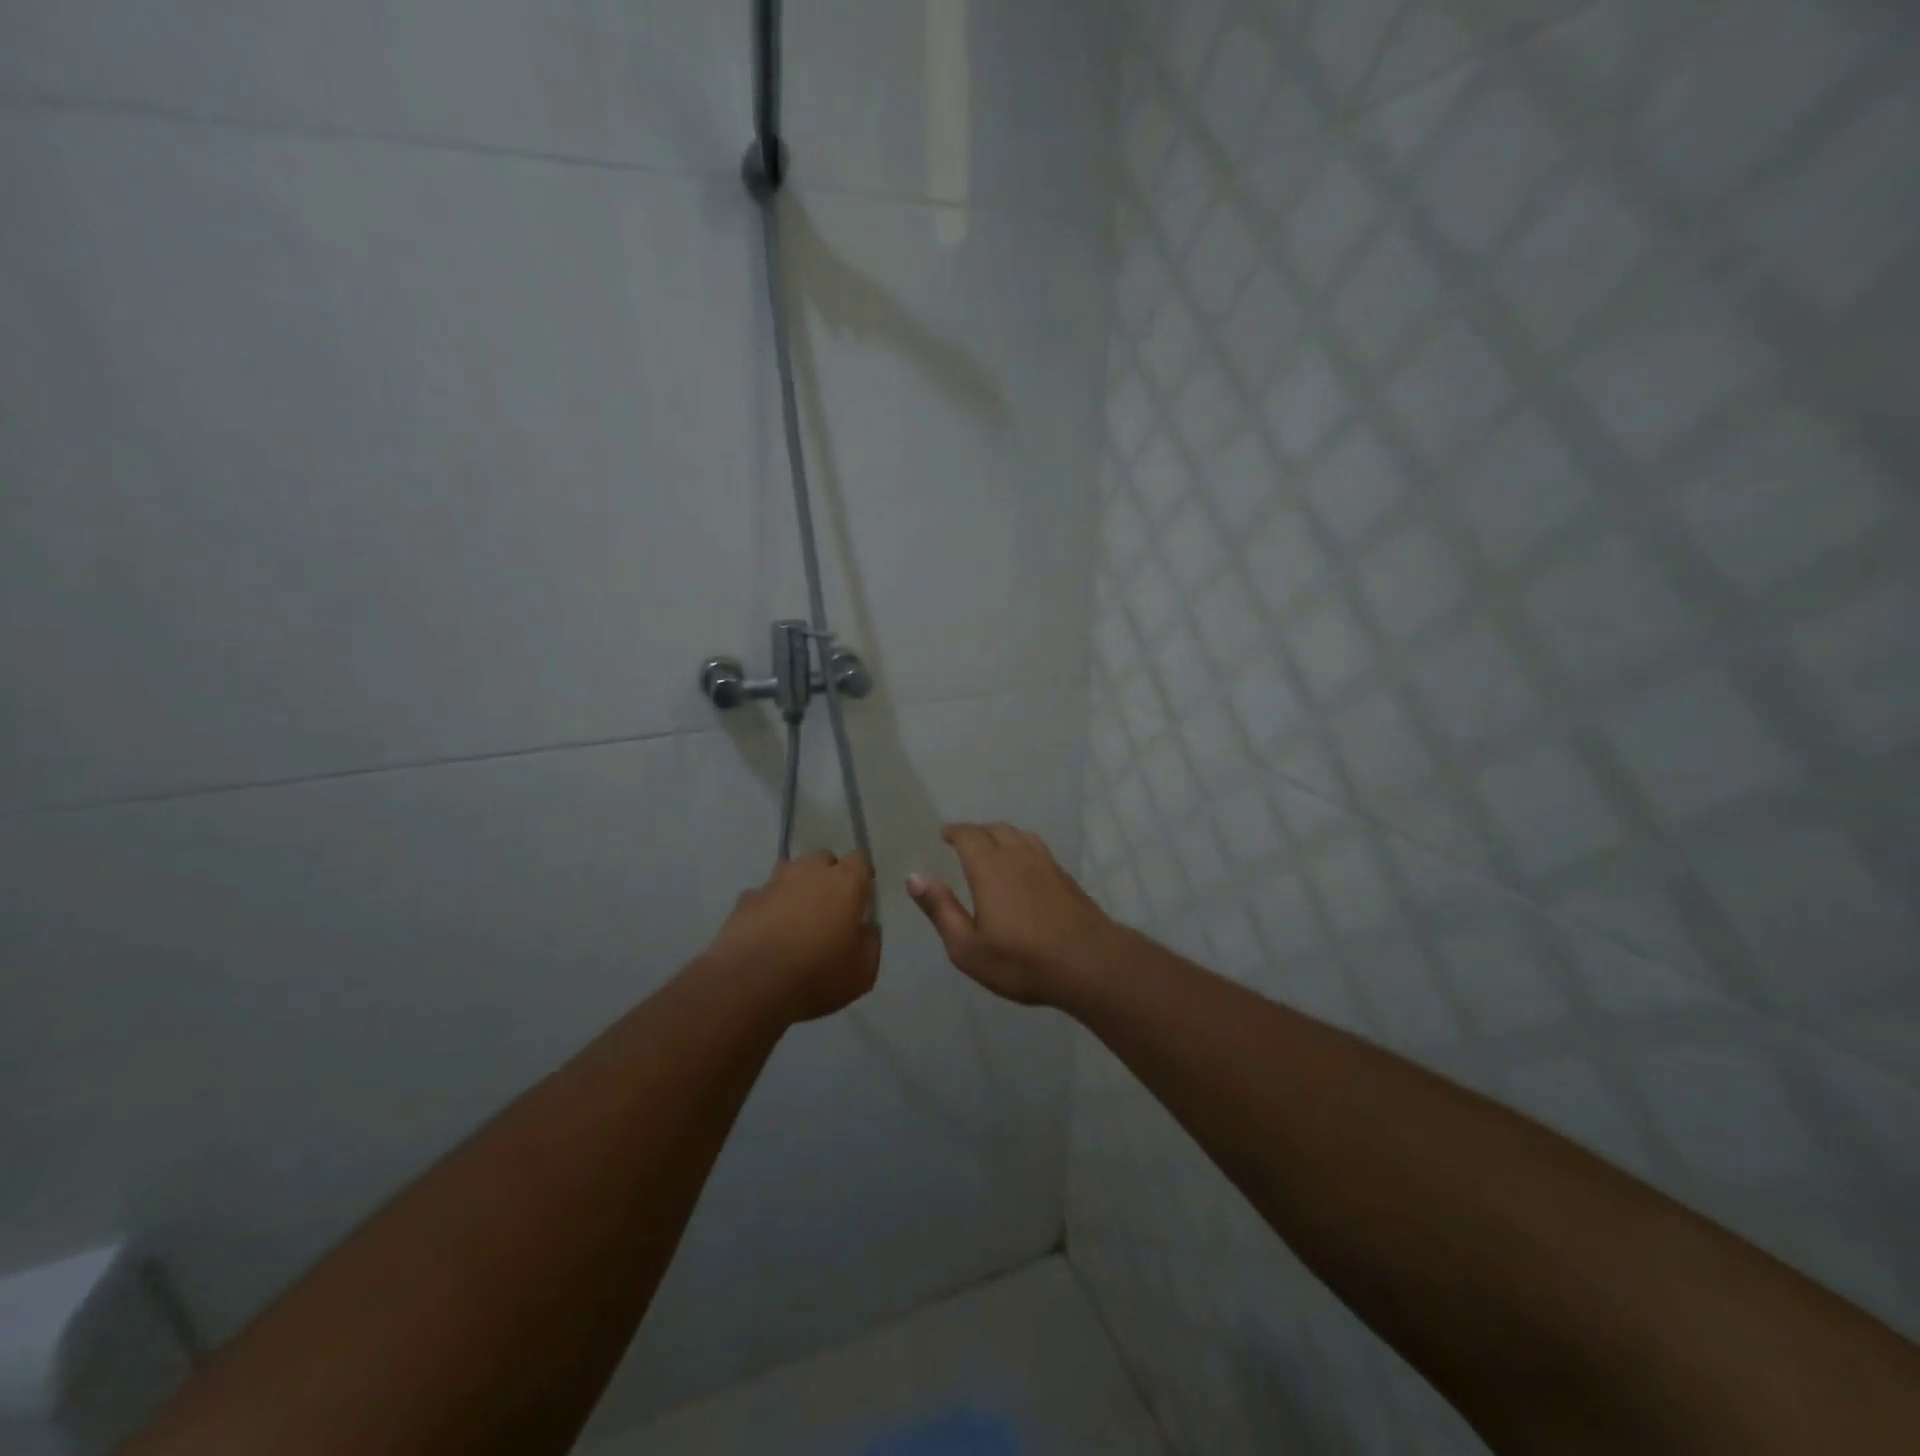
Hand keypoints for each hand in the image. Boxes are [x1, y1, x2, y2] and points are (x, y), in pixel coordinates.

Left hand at [705, 852, 880, 1022]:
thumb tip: (865, 928)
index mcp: (845, 883)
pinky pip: (762, 896)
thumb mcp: (863, 971)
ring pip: (790, 872)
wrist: (751, 983)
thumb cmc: (817, 975)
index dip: (861, 876)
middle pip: (824, 859)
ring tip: (796, 917)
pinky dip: (768, 907)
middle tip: (829, 907)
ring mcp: (773, 883)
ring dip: (796, 887)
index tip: (861, 897)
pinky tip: (766, 932)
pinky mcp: (745, 900)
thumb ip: (870, 942)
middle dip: (828, 876)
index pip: (859, 860)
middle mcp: (810, 872)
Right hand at [907, 823, 1124, 1004]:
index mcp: (990, 868)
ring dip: (1001, 835)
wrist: (1089, 963)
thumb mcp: (968, 947)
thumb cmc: (1022, 960)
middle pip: (995, 830)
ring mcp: (1046, 864)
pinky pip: (1037, 848)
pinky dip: (1022, 846)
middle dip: (976, 831)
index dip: (955, 831)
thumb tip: (915, 877)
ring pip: (1020, 835)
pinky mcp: (1065, 877)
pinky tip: (1023, 864)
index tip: (944, 833)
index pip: (968, 836)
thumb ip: (941, 909)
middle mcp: (1018, 856)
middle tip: (963, 840)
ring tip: (991, 846)